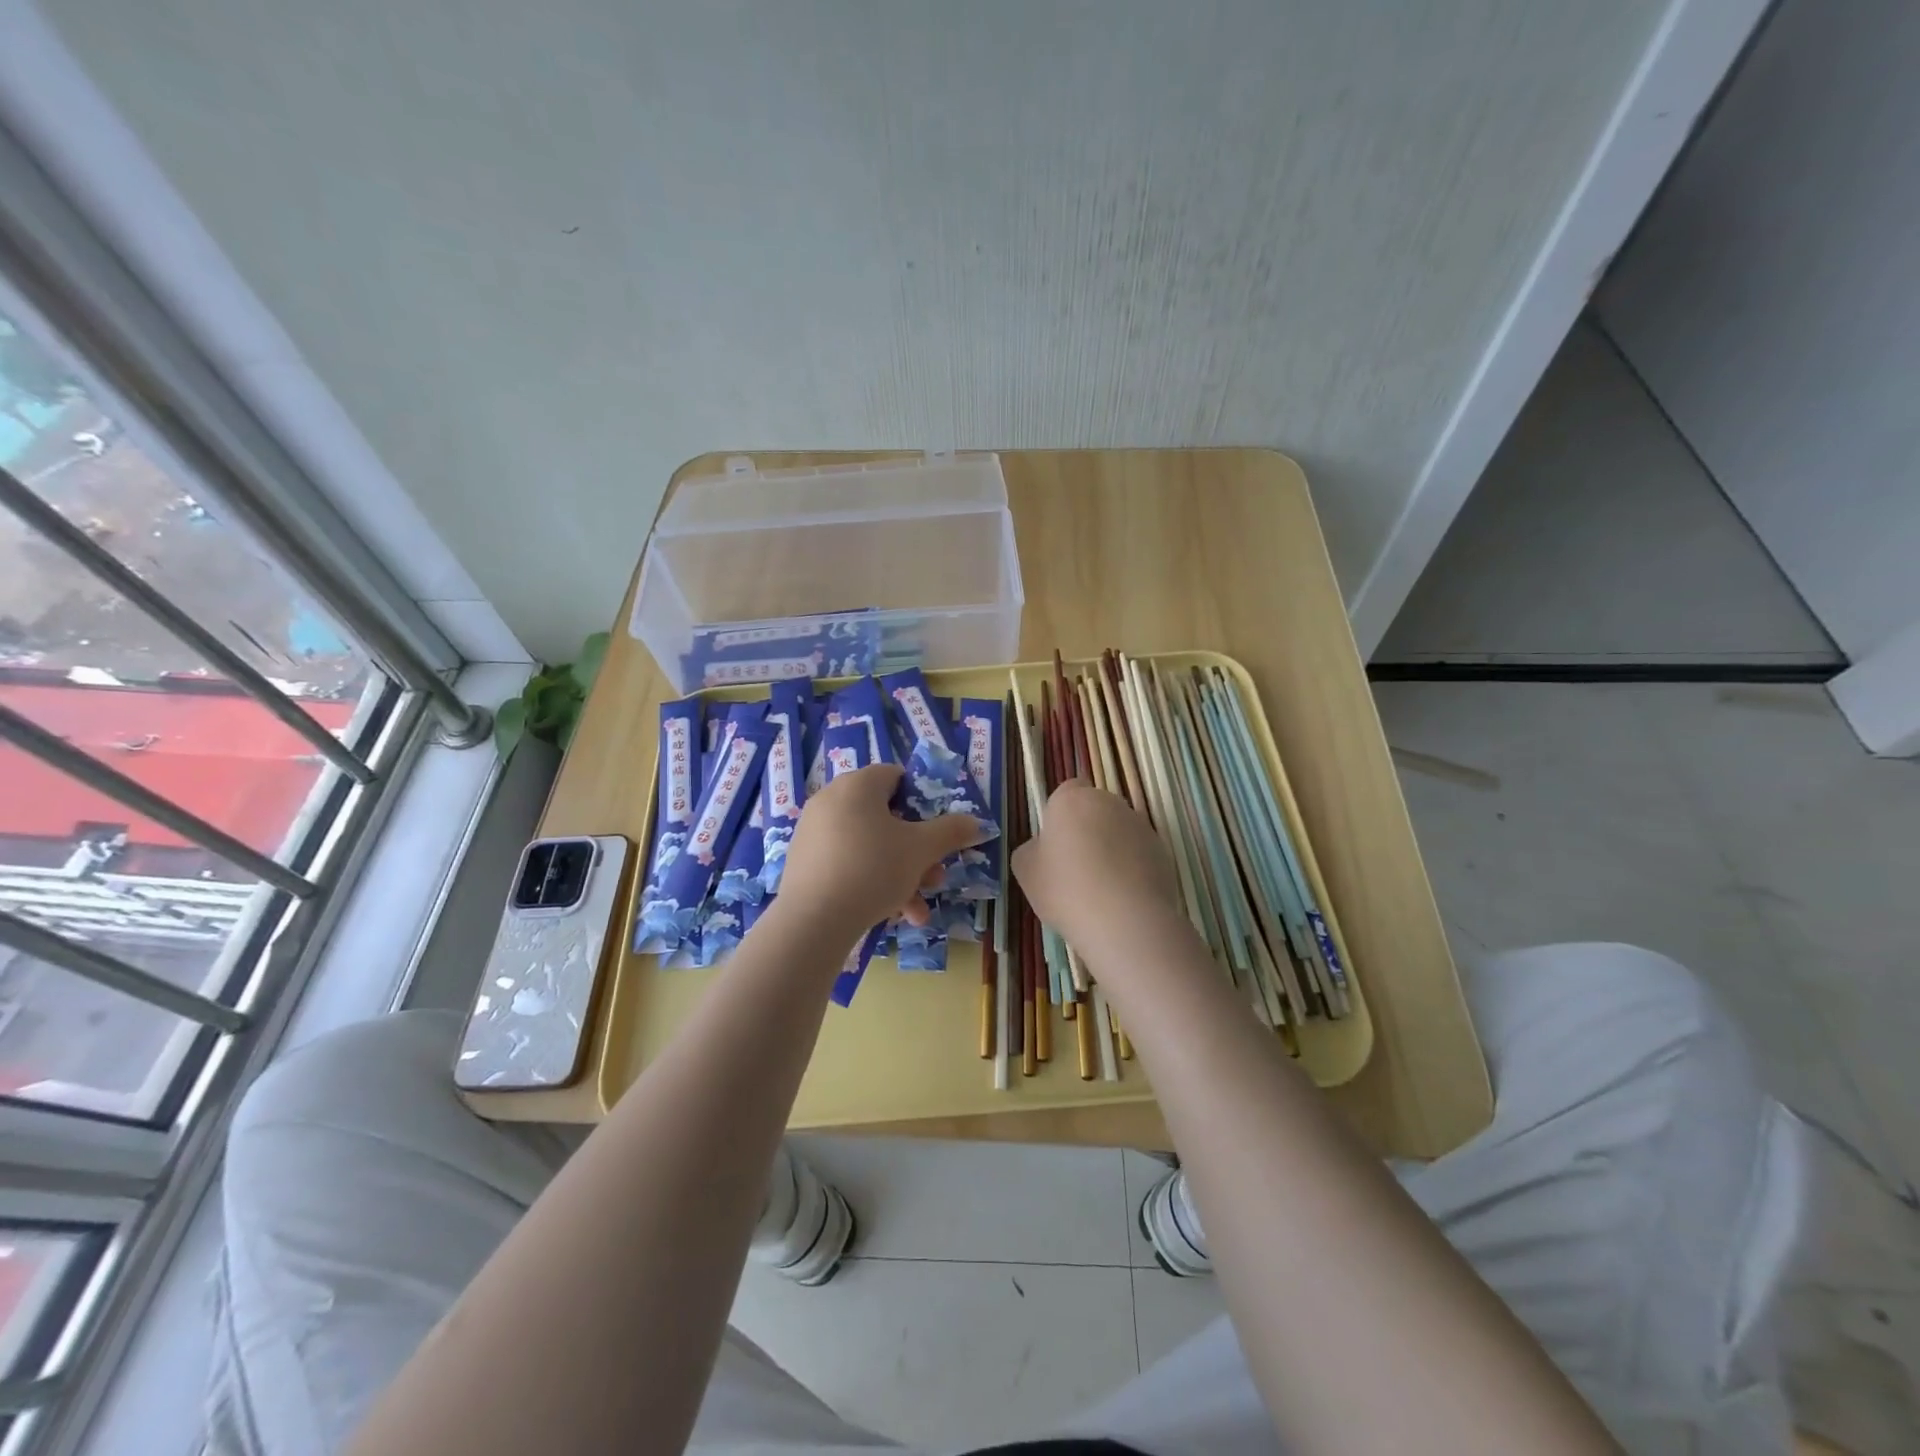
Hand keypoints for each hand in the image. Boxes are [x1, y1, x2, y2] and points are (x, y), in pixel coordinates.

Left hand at [776, 764, 983, 935]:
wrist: (812, 920)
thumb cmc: (873, 869)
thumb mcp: (922, 850)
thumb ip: (951, 831)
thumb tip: (976, 823)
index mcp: (858, 785)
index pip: (896, 776)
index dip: (921, 801)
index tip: (935, 831)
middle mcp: (831, 799)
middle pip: (885, 818)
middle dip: (916, 851)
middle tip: (935, 878)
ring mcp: (813, 831)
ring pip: (869, 846)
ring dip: (899, 875)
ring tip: (916, 910)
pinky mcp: (803, 861)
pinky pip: (846, 863)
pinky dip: (870, 882)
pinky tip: (890, 915)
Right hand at [1011, 780, 1185, 958]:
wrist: (1124, 920)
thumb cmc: (1066, 889)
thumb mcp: (1025, 871)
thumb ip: (1031, 849)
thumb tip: (1042, 847)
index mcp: (1072, 800)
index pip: (1067, 791)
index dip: (1061, 814)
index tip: (1056, 843)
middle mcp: (1109, 803)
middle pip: (1095, 809)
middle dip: (1087, 830)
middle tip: (1075, 868)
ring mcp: (1140, 825)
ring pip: (1120, 831)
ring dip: (1112, 848)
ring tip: (1102, 888)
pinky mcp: (1163, 851)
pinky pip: (1139, 853)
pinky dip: (1132, 867)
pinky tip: (1123, 897)